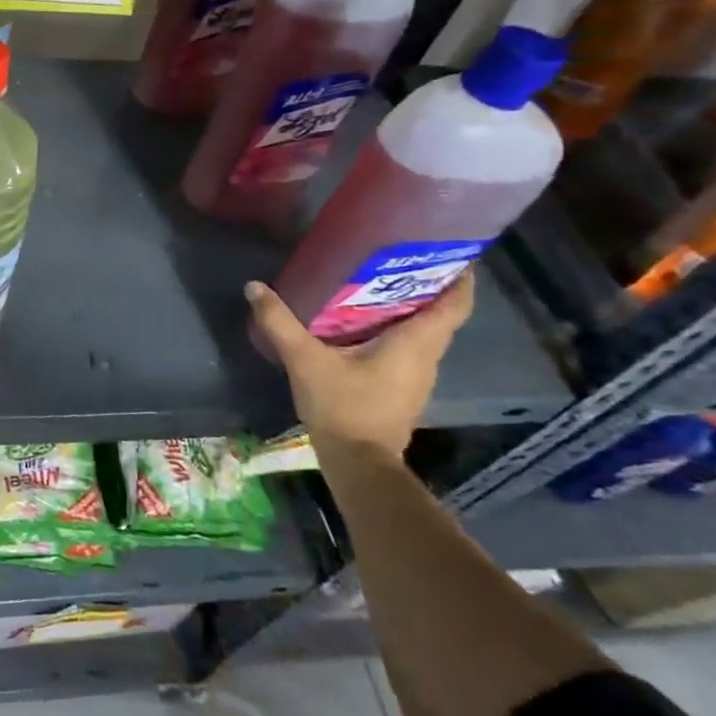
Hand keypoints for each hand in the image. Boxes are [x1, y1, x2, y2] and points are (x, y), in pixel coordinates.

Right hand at [246, 271, 474, 466]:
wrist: (358, 463)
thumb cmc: (342, 406)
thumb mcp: (305, 360)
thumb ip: (280, 322)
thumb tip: (255, 287)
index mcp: (415, 344)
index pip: (455, 305)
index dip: (461, 278)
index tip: (452, 252)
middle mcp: (426, 358)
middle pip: (442, 316)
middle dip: (430, 287)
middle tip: (402, 259)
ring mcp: (418, 377)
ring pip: (427, 334)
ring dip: (414, 311)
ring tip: (382, 285)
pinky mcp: (404, 390)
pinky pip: (411, 351)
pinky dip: (400, 332)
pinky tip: (368, 325)